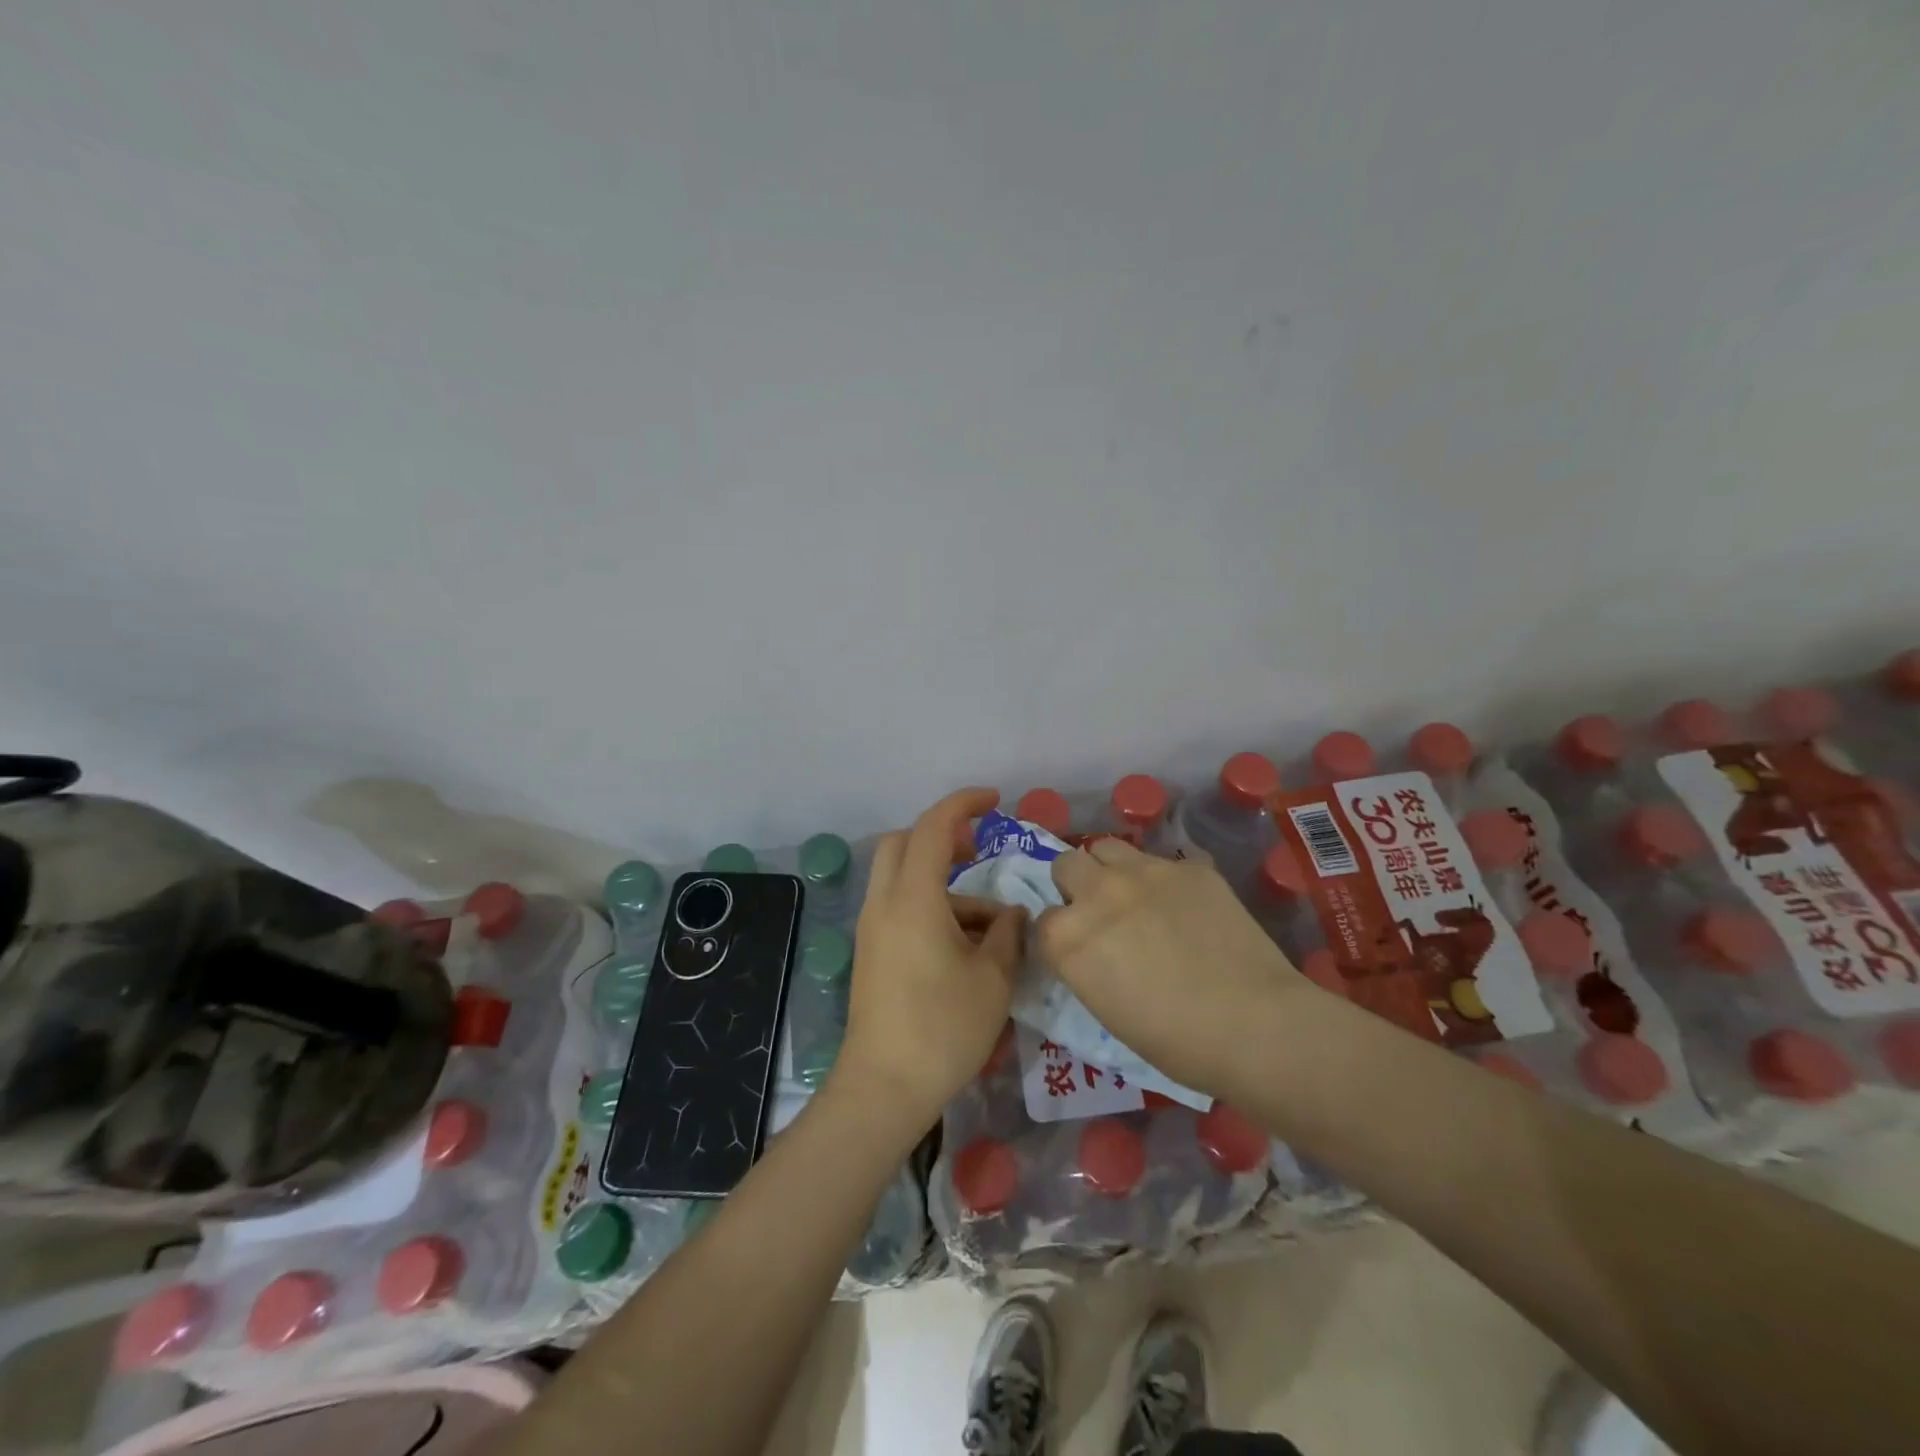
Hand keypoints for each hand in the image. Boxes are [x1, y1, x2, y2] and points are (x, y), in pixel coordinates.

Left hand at [830, 788, 1026, 1131]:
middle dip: (942, 835)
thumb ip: (1008, 935)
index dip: (964, 804)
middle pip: (904, 842)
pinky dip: (931, 907)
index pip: (934, 827)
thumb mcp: (993, 979)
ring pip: (901, 877)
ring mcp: (873, 928)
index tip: (995, 801)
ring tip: (991, 924)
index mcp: (913, 898)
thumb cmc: (943, 1029)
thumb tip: (1012, 914)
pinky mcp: (872, 952)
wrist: (884, 1087)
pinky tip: (966, 947)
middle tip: (979, 851)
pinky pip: (899, 906)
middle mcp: (885, 903)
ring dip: (943, 882)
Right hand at [1037, 838, 1310, 1099]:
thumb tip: (1094, 951)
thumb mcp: (1107, 1011)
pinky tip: (1188, 908)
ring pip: (1107, 847)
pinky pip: (1163, 862)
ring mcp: (1144, 871)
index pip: (1042, 921)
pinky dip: (1164, 882)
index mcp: (1067, 938)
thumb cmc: (1176, 1042)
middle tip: (1102, 914)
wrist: (1255, 1025)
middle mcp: (1097, 893)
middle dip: (1075, 886)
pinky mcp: (1188, 866)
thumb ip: (1087, 966)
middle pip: (1066, 865)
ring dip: (1111, 869)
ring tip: (1135, 896)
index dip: (1059, 936)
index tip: (1079, 950)